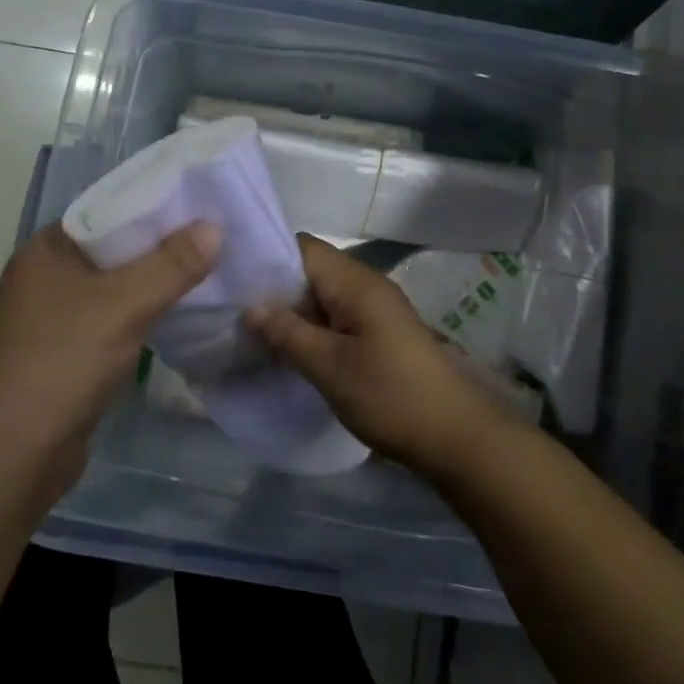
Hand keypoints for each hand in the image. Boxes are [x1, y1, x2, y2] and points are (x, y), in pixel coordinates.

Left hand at [0, 220, 219, 481]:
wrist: (10, 457)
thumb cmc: (60, 363)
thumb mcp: (122, 305)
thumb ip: (171, 265)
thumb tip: (214, 227)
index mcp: (48, 249)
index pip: (111, 210)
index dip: (158, 204)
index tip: (206, 203)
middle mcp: (49, 276)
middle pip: (118, 248)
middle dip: (165, 245)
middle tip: (220, 235)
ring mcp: (57, 317)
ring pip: (120, 286)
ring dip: (159, 281)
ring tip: (213, 267)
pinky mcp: (71, 352)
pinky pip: (117, 318)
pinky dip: (147, 313)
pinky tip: (183, 311)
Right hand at [243, 235, 510, 477]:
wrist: (455, 436)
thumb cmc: (391, 395)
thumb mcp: (330, 367)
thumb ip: (287, 333)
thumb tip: (249, 306)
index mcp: (355, 282)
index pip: (301, 247)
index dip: (264, 255)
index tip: (227, 274)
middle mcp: (365, 285)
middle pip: (309, 269)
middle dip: (271, 287)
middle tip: (228, 308)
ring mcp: (373, 310)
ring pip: (320, 296)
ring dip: (289, 310)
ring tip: (247, 329)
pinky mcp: (378, 333)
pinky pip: (334, 317)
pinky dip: (308, 327)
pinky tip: (284, 349)